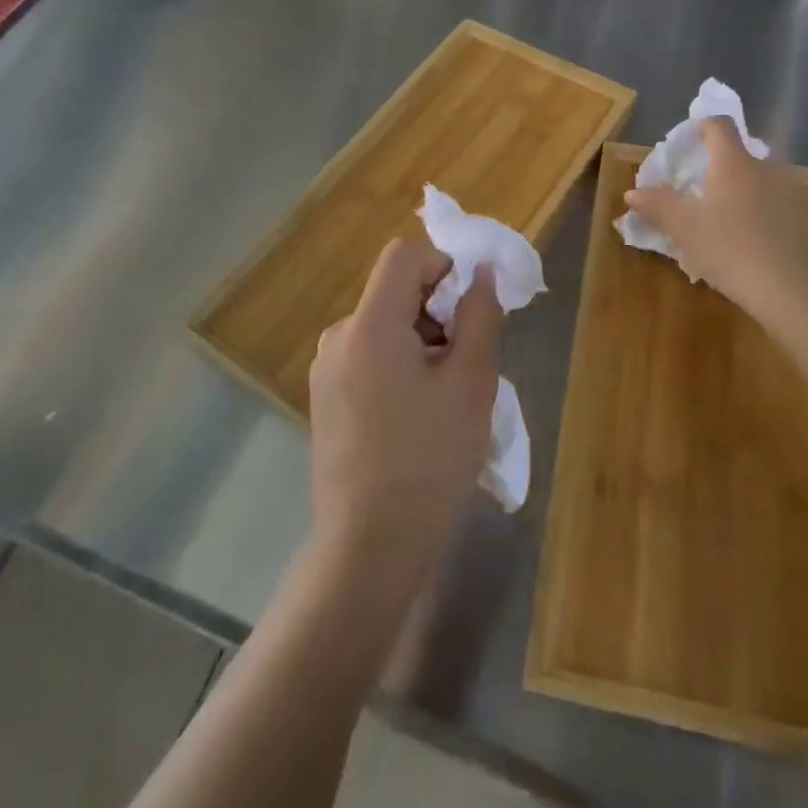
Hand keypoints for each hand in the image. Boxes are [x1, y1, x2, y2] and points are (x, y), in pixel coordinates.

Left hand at [308, 237, 502, 587]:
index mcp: (369, 325)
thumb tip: (482, 273)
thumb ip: (480, 316)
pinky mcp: (326, 399)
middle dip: (438, 312)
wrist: (368, 552)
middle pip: (395, 291)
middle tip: (468, 363)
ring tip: (447, 398)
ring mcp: (327, 371)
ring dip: (423, 342)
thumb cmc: (429, 462)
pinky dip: (401, 366)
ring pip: (385, 326)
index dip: (443, 266)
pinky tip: (419, 417)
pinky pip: (370, 356)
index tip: (469, 312)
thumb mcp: (470, 383)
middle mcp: (339, 337)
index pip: (404, 255)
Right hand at [624, 117, 807, 332]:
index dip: (706, 128)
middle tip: (720, 206)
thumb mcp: (686, 230)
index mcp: (735, 164)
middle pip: (750, 162)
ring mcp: (807, 192)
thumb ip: (659, 206)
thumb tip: (633, 192)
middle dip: (735, 177)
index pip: (720, 127)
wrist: (797, 292)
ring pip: (780, 188)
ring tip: (754, 233)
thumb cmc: (731, 251)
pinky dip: (796, 226)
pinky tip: (789, 252)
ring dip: (766, 201)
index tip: (697, 139)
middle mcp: (774, 168)